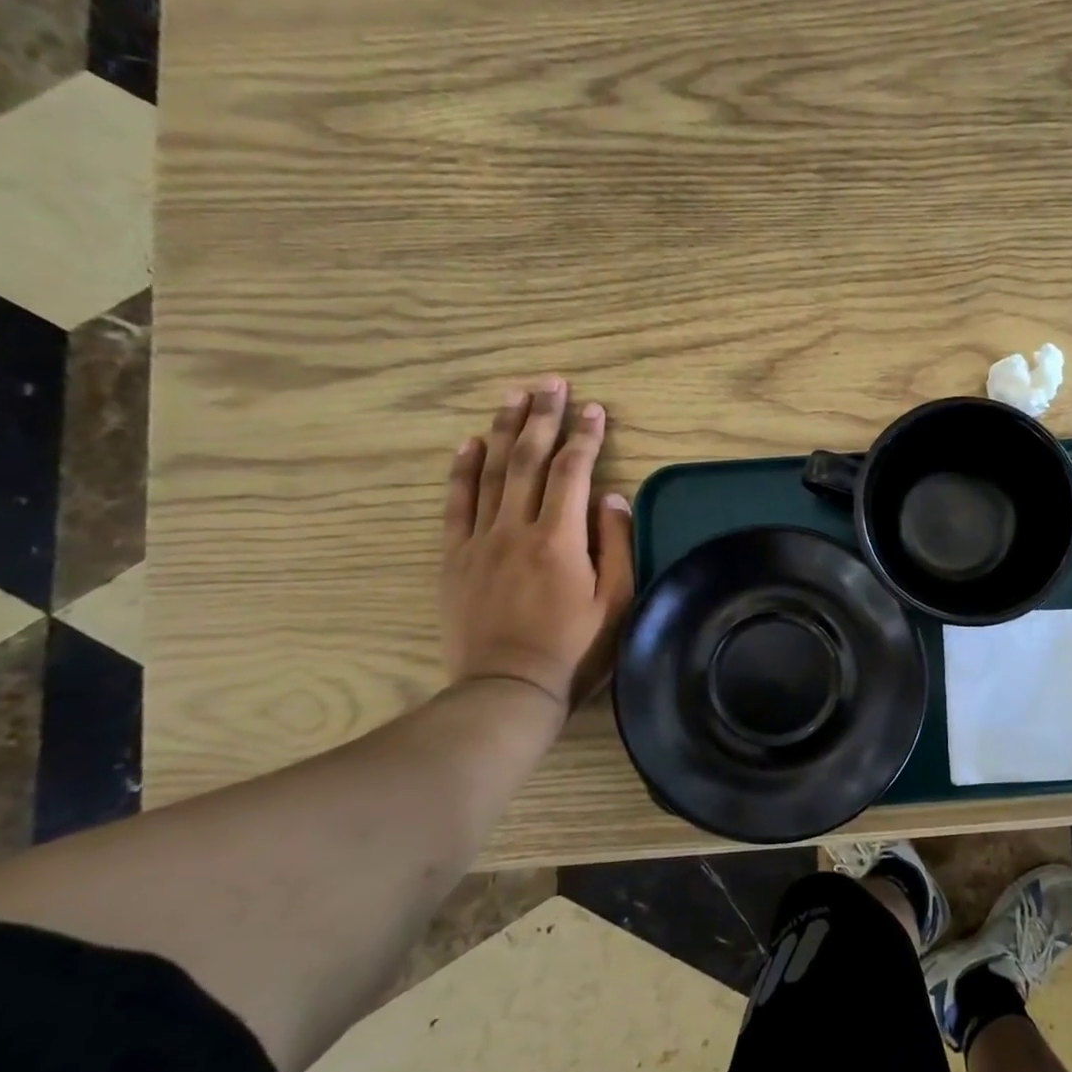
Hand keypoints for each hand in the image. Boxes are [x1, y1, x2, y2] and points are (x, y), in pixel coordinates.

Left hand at [441, 377, 635, 718]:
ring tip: (514, 396)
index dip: (585, 437)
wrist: (507, 688)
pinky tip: (470, 444)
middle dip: (542, 417)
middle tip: (551, 383)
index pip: (572, 472)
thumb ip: (616, 546)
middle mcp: (517, 528)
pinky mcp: (455, 558)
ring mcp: (480, 541)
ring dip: (503, 430)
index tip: (595, 409)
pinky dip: (462, 470)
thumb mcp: (616, 603)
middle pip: (528, 459)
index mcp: (560, 539)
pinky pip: (456, 504)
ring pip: (491, 472)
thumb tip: (612, 497)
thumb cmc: (574, 649)